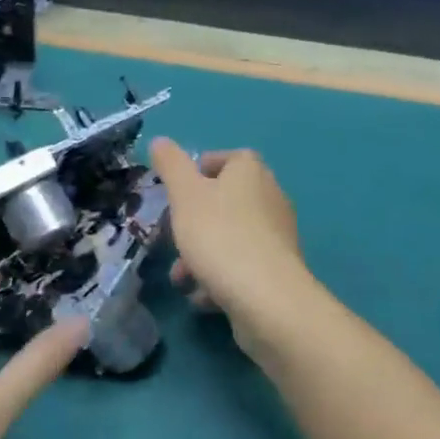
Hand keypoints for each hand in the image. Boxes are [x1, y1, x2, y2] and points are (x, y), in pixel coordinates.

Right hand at [150, 139, 309, 359]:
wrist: (265, 297)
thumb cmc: (220, 236)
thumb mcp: (185, 195)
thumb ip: (171, 166)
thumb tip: (160, 141)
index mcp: (251, 171)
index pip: (227, 158)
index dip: (200, 170)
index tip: (177, 192)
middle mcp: (270, 196)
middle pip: (225, 202)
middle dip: (193, 224)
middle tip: (172, 240)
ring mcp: (277, 234)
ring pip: (230, 237)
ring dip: (201, 256)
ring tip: (182, 279)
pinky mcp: (278, 268)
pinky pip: (242, 265)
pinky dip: (221, 278)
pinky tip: (203, 297)